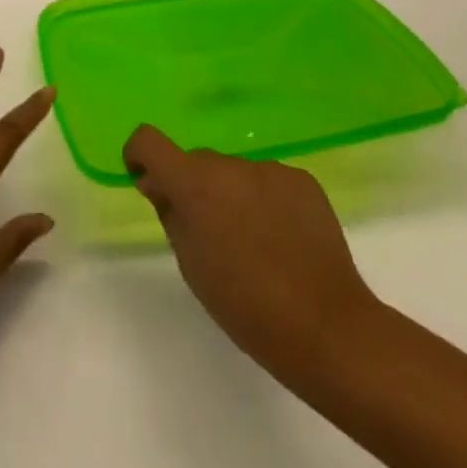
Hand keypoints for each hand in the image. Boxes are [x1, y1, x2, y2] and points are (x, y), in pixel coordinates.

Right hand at [123, 125, 383, 389]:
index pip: (149, 141)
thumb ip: (170, 214)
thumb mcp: (191, 265)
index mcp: (194, 183)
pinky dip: (266, 201)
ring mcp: (269, 168)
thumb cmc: (245, 305)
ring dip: (233, 195)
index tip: (147, 181)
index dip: (141, 156)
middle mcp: (229, 164)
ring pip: (236, 173)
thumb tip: (158, 184)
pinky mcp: (301, 179)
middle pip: (198, 163)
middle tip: (211, 234)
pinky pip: (269, 181)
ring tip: (255, 244)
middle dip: (194, 187)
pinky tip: (284, 241)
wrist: (326, 326)